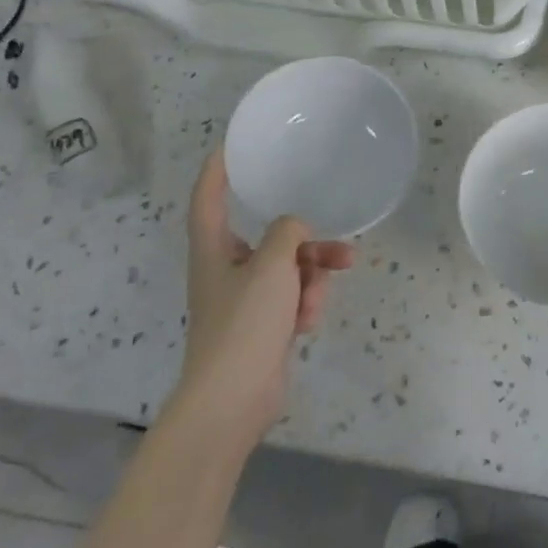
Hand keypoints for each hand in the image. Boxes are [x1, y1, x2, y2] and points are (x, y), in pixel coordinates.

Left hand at [178, 148, 353, 445]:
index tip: (233, 145)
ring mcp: (246, 300)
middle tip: (338, 247)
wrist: (232, 401)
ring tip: (323, 293)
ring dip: (313, 277)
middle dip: (307, 243)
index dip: (218, 170)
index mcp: (213, 250)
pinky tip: (308, 322)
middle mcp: (227, 269)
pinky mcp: (263, 326)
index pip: (208, 198)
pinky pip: (293, 298)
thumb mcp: (272, 265)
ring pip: (290, 269)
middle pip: (271, 238)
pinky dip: (305, 304)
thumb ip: (288, 232)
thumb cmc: (244, 323)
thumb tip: (295, 229)